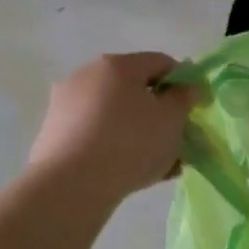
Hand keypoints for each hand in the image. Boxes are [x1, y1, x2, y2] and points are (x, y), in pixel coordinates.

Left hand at [28, 53, 200, 202]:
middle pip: (135, 89)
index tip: (194, 108)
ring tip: (158, 164)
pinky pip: (95, 133)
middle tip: (176, 139)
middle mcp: (87, 76)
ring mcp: (66, 104)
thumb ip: (184, 98)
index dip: (184, 83)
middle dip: (159, 113)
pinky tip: (130, 172)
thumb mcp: (172, 119)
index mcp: (117, 65)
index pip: (161, 63)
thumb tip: (184, 88)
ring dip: (139, 132)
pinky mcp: (54, 133)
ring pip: (115, 114)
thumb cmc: (130, 143)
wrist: (71, 186)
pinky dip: (114, 145)